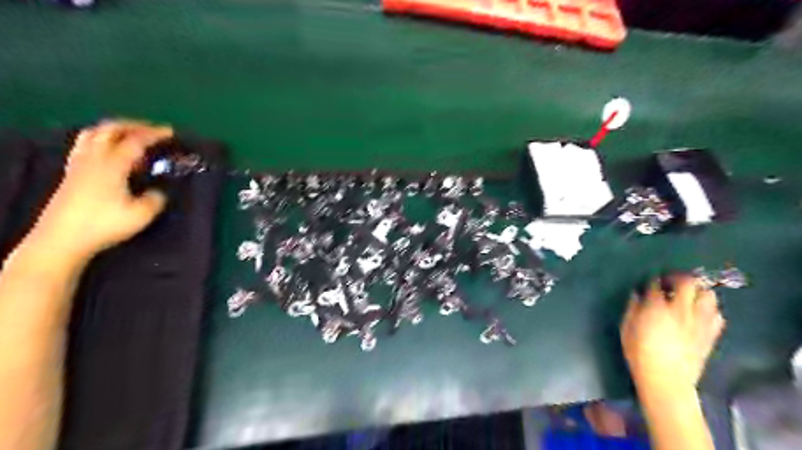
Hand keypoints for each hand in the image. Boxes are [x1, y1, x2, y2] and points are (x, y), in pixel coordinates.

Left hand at [29, 120, 172, 262]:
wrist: (62, 238)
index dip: (154, 134)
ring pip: (93, 134)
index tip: (170, 132)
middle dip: (133, 126)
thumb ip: (154, 199)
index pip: (135, 141)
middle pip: (110, 129)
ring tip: (131, 138)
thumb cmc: (104, 224)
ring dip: (115, 131)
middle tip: (152, 131)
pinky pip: (85, 146)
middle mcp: (94, 159)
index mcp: (112, 165)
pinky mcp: (72, 173)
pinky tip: (110, 153)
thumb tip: (157, 192)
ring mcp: (79, 165)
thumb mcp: (141, 215)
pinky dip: (101, 141)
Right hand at [619, 275, 727, 389]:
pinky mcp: (710, 334)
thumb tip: (638, 294)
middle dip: (679, 278)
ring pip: (708, 294)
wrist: (666, 381)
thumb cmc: (639, 354)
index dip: (653, 280)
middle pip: (688, 282)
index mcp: (656, 308)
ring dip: (697, 290)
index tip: (650, 281)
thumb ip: (632, 308)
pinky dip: (709, 308)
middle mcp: (681, 310)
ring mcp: (699, 322)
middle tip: (670, 282)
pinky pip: (717, 314)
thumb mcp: (626, 328)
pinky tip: (699, 313)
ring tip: (688, 294)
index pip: (657, 284)